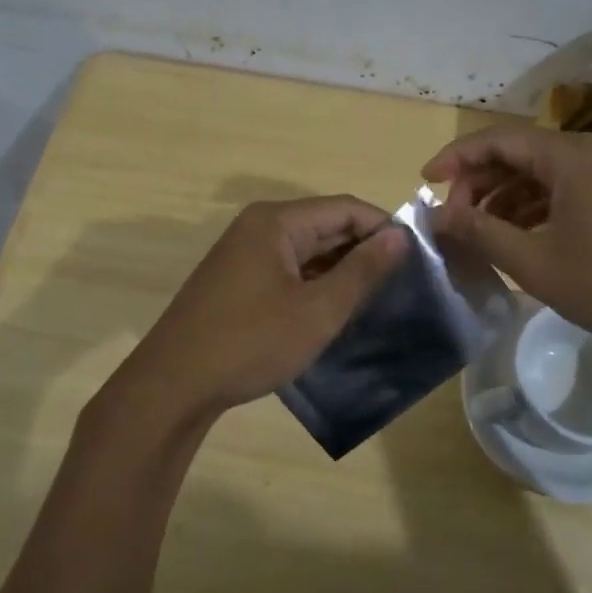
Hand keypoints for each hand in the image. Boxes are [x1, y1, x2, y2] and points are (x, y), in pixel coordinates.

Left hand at [107, 197, 407, 424]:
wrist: (174, 384)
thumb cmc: (251, 342)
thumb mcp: (318, 310)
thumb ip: (362, 270)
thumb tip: (400, 236)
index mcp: (276, 221)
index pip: (344, 208)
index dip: (384, 227)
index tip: (418, 256)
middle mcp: (257, 227)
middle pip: (324, 225)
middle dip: (363, 249)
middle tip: (403, 281)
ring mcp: (243, 254)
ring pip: (306, 250)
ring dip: (340, 269)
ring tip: (377, 297)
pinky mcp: (236, 280)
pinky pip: (287, 269)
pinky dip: (314, 283)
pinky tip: (335, 308)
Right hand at [422, 125, 591, 359]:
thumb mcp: (536, 262)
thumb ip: (481, 233)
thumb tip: (438, 215)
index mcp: (567, 156)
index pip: (496, 139)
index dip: (455, 158)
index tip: (424, 182)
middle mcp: (589, 153)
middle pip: (518, 154)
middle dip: (478, 183)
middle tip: (452, 218)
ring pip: (541, 175)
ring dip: (505, 199)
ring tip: (479, 233)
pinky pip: (565, 191)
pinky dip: (534, 209)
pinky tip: (519, 239)